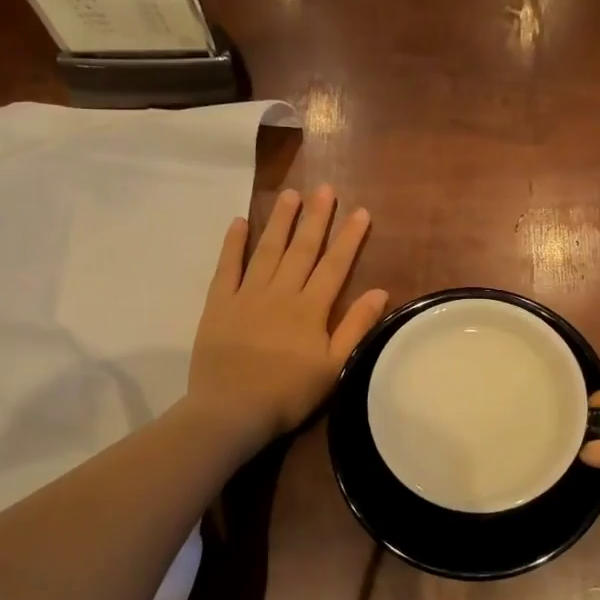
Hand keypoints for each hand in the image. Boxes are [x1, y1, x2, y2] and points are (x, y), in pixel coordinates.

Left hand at [187, 186, 387, 457]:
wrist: (231, 411)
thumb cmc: (289, 394)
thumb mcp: (334, 366)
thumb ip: (356, 327)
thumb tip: (381, 291)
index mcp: (310, 309)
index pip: (335, 265)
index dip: (349, 238)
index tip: (361, 212)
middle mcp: (280, 292)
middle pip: (302, 249)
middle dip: (316, 218)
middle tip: (325, 189)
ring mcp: (247, 295)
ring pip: (267, 250)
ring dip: (280, 221)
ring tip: (290, 195)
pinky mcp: (218, 304)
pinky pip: (226, 267)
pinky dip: (233, 243)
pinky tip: (239, 221)